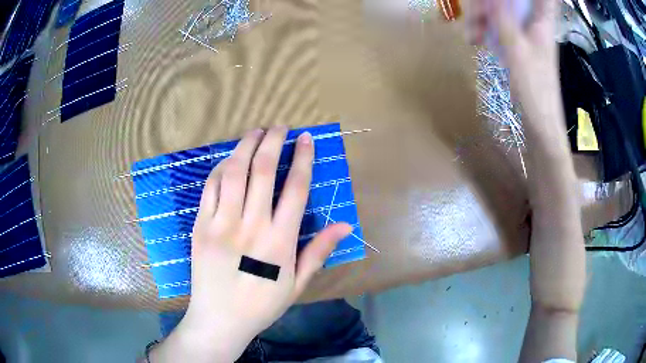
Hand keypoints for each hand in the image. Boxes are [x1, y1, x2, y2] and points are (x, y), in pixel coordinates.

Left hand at [151, 127, 351, 361]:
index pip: (295, 188)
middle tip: (280, 127)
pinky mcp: (200, 226)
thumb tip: (345, 225)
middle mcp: (251, 226)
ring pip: (234, 172)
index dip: (302, 158)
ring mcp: (221, 224)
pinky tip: (230, 159)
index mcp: (280, 241)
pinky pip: (211, 187)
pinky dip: (222, 167)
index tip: (306, 138)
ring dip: (246, 146)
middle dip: (273, 141)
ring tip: (255, 132)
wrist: (219, 319)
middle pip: (262, 170)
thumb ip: (319, 251)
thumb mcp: (297, 283)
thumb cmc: (261, 304)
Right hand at [465, 0, 564, 137]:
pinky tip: (476, 39)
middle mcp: (533, 22)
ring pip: (501, 10)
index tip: (506, 1)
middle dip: (487, 3)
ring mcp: (525, 33)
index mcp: (540, 21)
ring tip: (471, 35)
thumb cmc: (534, 90)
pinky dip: (485, 28)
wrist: (540, 123)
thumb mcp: (517, 50)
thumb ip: (503, 19)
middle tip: (474, 16)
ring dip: (482, 16)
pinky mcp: (518, 44)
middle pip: (511, 0)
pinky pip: (499, 25)